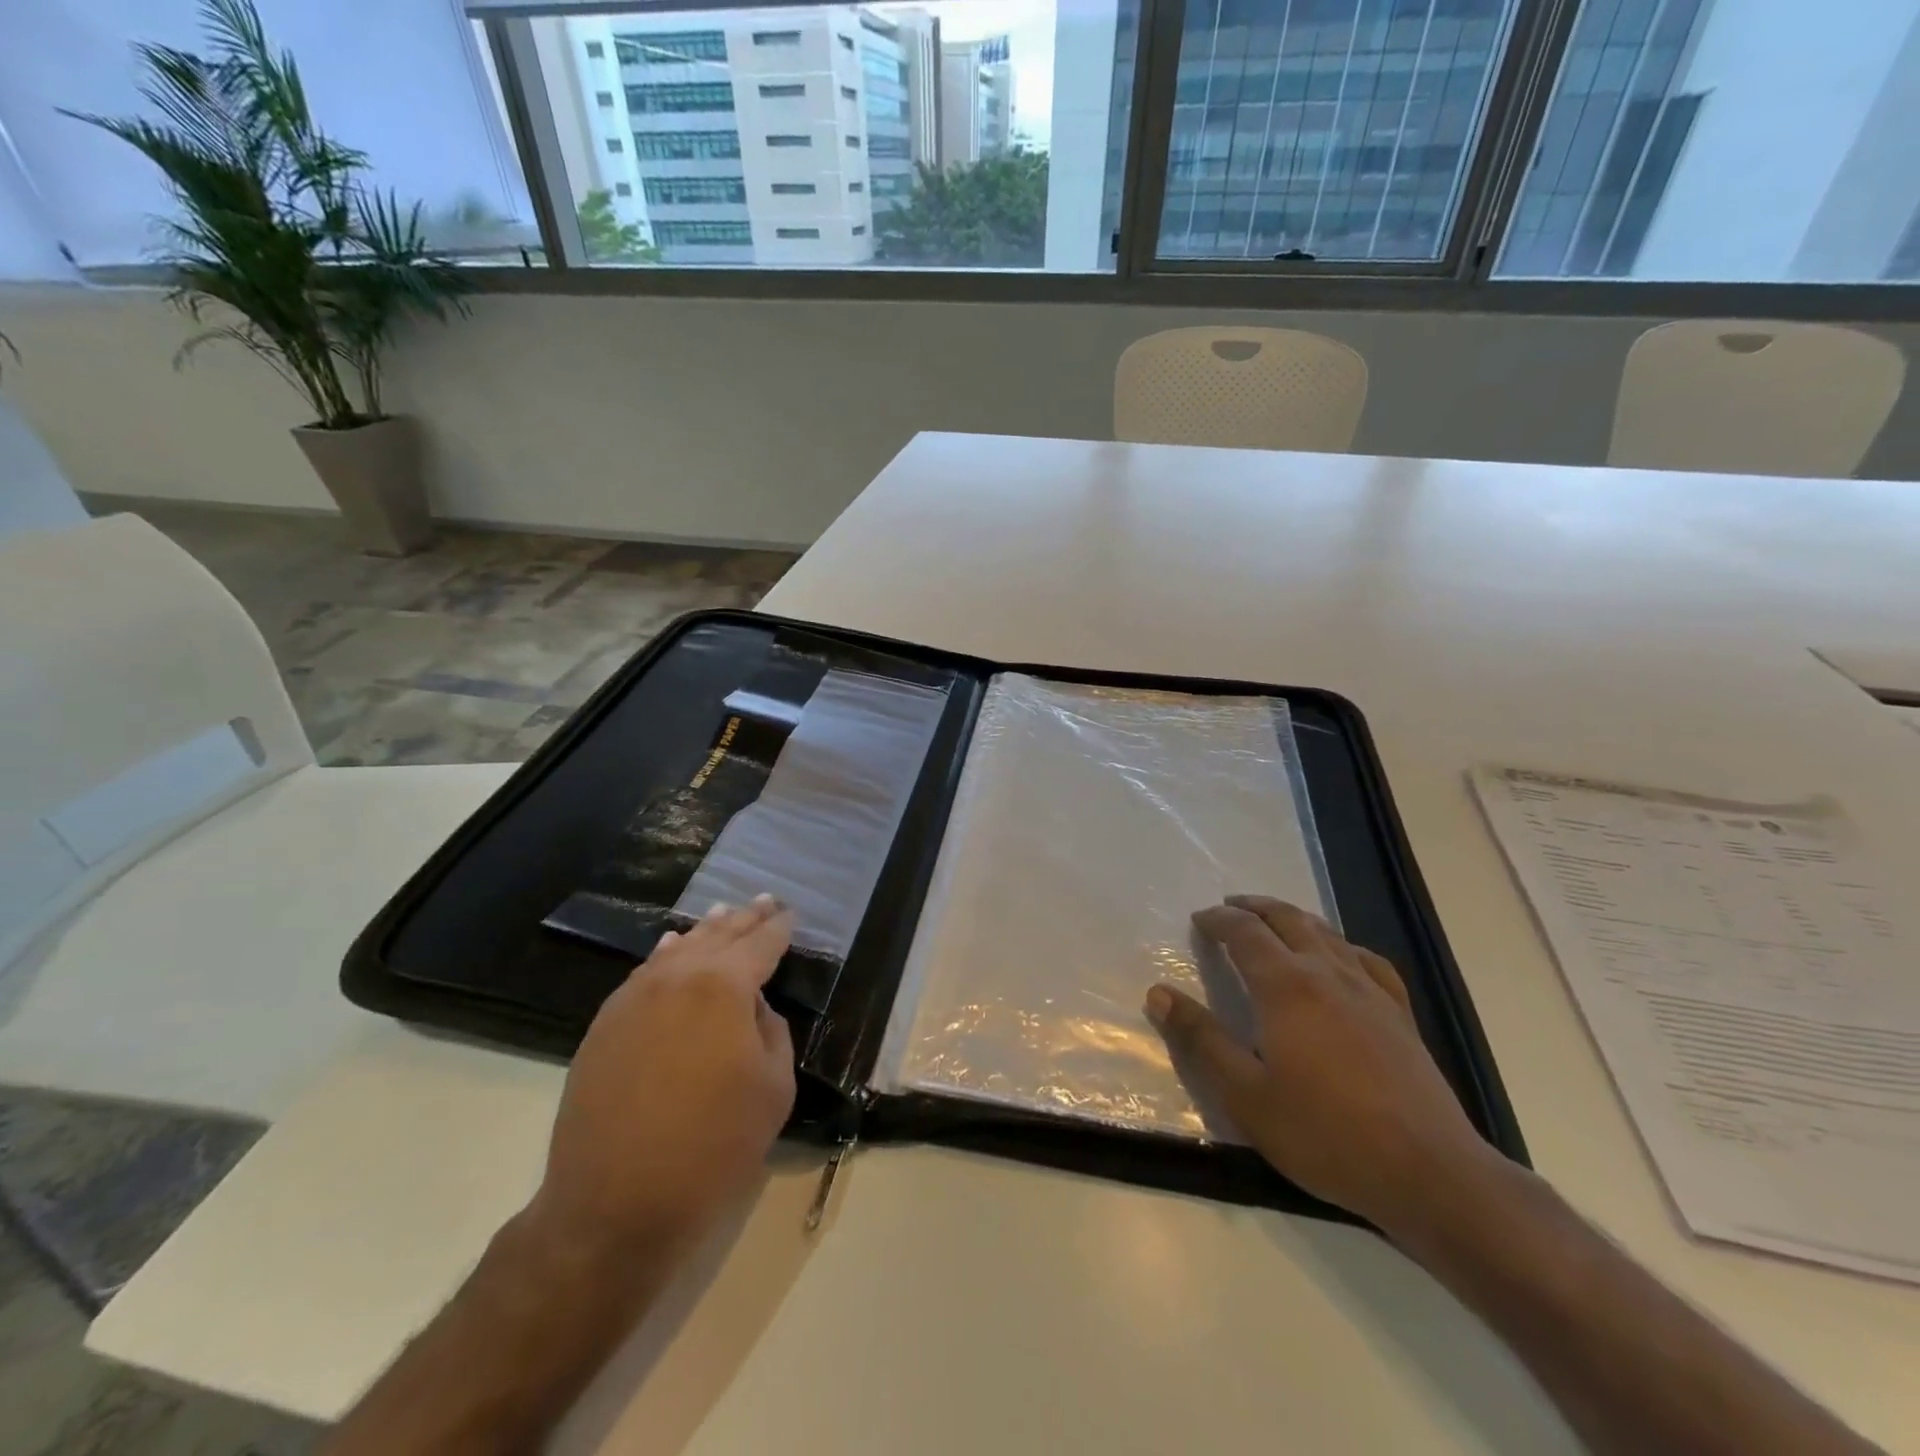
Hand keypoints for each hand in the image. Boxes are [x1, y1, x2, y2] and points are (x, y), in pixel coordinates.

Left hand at [528, 896, 796, 1261]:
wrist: (613, 1205)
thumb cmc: (712, 1148)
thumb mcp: (773, 1089)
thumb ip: (772, 1032)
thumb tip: (753, 1008)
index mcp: (724, 987)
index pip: (760, 944)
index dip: (778, 928)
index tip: (790, 913)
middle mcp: (677, 977)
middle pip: (718, 936)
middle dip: (745, 919)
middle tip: (765, 902)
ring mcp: (633, 998)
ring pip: (678, 949)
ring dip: (706, 931)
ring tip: (724, 914)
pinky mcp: (605, 1025)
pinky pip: (645, 973)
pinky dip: (667, 956)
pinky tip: (673, 948)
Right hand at [1146, 895, 1493, 1234]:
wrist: (1429, 1172)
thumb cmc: (1325, 1133)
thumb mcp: (1245, 1094)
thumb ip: (1201, 1039)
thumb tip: (1158, 993)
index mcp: (1286, 986)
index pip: (1245, 932)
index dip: (1218, 920)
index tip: (1198, 920)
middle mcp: (1327, 973)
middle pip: (1287, 919)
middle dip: (1254, 907)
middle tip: (1229, 907)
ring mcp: (1369, 990)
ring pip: (1326, 933)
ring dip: (1292, 917)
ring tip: (1273, 920)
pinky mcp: (1399, 1014)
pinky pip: (1366, 959)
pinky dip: (1341, 945)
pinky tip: (1340, 956)